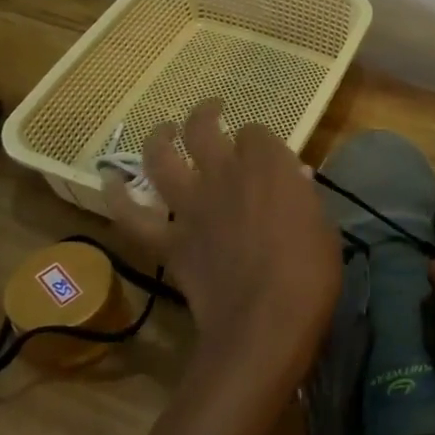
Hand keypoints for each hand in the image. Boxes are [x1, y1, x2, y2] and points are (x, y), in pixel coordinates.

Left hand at [111, 100, 340, 393]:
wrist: (265, 321)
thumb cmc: (310, 274)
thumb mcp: (323, 227)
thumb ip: (303, 197)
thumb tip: (294, 178)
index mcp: (268, 167)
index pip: (257, 134)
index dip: (259, 141)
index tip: (265, 154)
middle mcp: (224, 174)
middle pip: (204, 128)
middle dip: (206, 115)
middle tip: (211, 113)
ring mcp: (191, 206)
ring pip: (161, 157)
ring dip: (159, 138)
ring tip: (163, 130)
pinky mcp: (169, 240)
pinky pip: (133, 216)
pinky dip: (118, 197)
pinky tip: (110, 183)